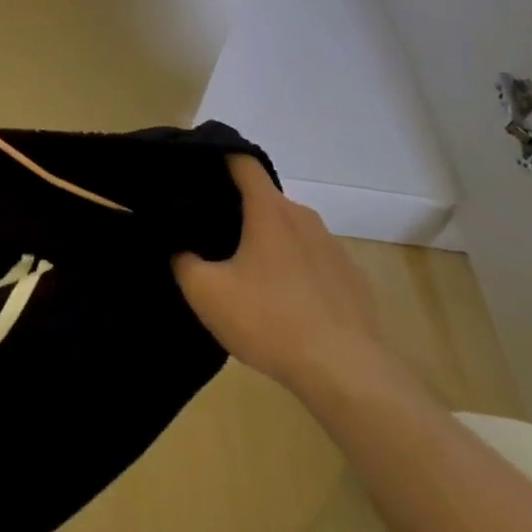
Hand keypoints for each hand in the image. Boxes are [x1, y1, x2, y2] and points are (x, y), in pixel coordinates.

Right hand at [174, 157, 405, 400]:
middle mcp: (303, 217)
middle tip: (212, 234)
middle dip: (238, 209)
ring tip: (248, 275)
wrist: (348, 375)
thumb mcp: (207, 293)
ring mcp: (333, 247)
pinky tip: (285, 305)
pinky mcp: (352, 279)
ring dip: (268, 243)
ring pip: (290, 231)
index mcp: (269, 209)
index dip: (218, 156)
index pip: (242, 160)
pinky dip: (295, 270)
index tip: (197, 168)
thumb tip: (180, 248)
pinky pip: (314, 261)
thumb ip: (182, 261)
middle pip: (264, 198)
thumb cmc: (271, 321)